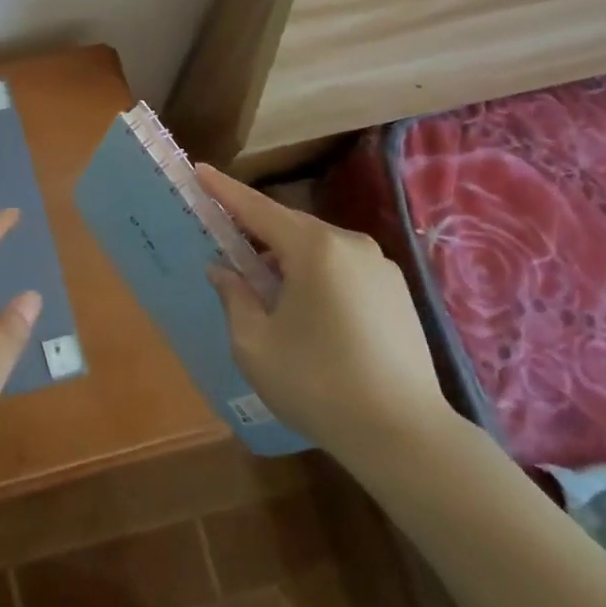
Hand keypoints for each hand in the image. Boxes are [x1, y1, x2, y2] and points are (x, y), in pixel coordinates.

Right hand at [197, 165, 454, 472]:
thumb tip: (223, 270)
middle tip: (228, 247)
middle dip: (256, 233)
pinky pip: (343, 268)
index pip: (257, 209)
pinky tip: (308, 312)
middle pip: (290, 226)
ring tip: (267, 292)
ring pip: (318, 249)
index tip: (199, 170)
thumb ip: (234, 297)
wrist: (405, 436)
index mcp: (314, 248)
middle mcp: (350, 244)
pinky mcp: (398, 292)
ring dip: (287, 259)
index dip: (224, 190)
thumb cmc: (317, 385)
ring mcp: (380, 267)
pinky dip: (316, 276)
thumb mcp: (255, 345)